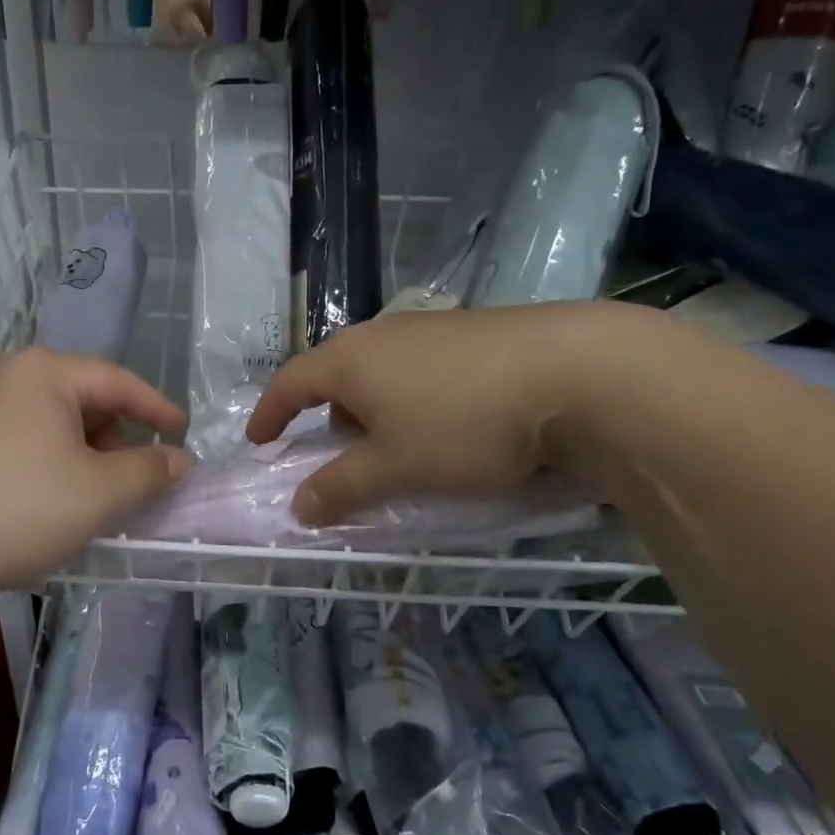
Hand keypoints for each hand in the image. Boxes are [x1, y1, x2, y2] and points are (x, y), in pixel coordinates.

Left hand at [0, 348, 190, 591]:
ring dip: (83, 452)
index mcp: (44, 372)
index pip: (118, 381)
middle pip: (82, 398)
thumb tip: (178, 460)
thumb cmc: (20, 508)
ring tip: (95, 494)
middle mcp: (6, 376)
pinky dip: (49, 461)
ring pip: (49, 421)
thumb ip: (149, 470)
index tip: (184, 434)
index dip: (158, 408)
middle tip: (137, 475)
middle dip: (117, 436)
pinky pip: (20, 439)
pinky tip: (51, 499)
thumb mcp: (100, 492)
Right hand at [246, 303, 656, 525]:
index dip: (270, 414)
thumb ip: (341, 488)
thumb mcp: (395, 467)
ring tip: (392, 443)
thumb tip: (298, 507)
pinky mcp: (471, 332)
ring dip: (371, 406)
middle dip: (326, 414)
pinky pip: (417, 366)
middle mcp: (382, 333)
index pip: (290, 383)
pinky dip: (409, 396)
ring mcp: (429, 328)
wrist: (575, 373)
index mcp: (350, 360)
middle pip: (335, 373)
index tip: (258, 440)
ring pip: (380, 369)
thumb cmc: (464, 424)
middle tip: (334, 451)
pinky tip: (443, 421)